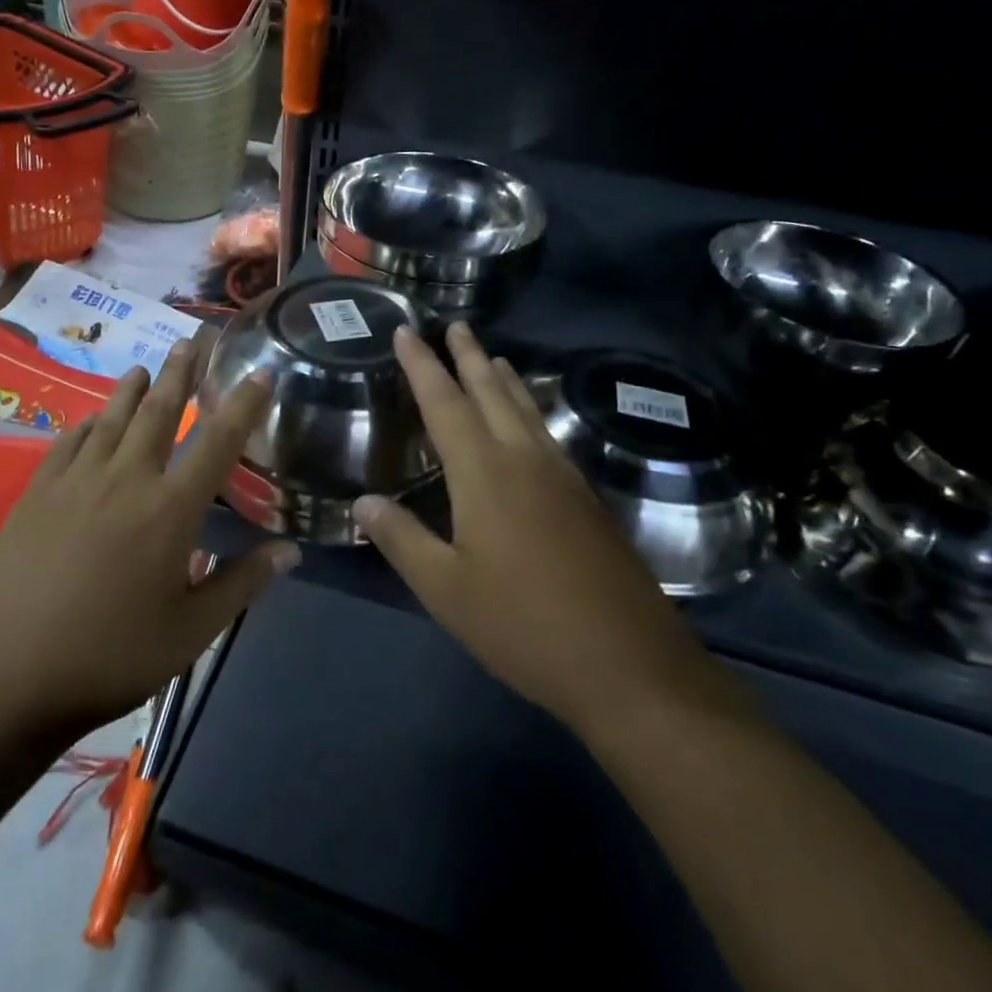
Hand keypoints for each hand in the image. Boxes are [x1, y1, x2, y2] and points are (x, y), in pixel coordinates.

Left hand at [0, 341, 294, 761]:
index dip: (243, 405)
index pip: (217, 442)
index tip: (258, 373)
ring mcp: (77, 480)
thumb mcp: (191, 632)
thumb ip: (242, 584)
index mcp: (171, 510)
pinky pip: (69, 440)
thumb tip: (290, 550)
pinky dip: (88, 423)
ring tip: (145, 366)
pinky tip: (93, 420)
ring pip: (112, 417)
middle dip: (180, 372)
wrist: (6, 675)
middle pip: (160, 411)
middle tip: (193, 338)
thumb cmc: (110, 657)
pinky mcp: (37, 491)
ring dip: (132, 388)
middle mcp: (127, 479)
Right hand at [355, 323, 711, 738]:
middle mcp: (525, 460)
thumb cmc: (523, 625)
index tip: (406, 331)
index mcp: (484, 474)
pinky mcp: (586, 500)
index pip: (444, 403)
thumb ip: (402, 540)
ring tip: (492, 357)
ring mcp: (562, 477)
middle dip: (469, 356)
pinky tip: (531, 423)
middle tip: (455, 325)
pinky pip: (548, 434)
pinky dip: (529, 411)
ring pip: (526, 410)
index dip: (422, 365)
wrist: (628, 665)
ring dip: (504, 379)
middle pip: (492, 392)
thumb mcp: (446, 589)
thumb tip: (362, 501)